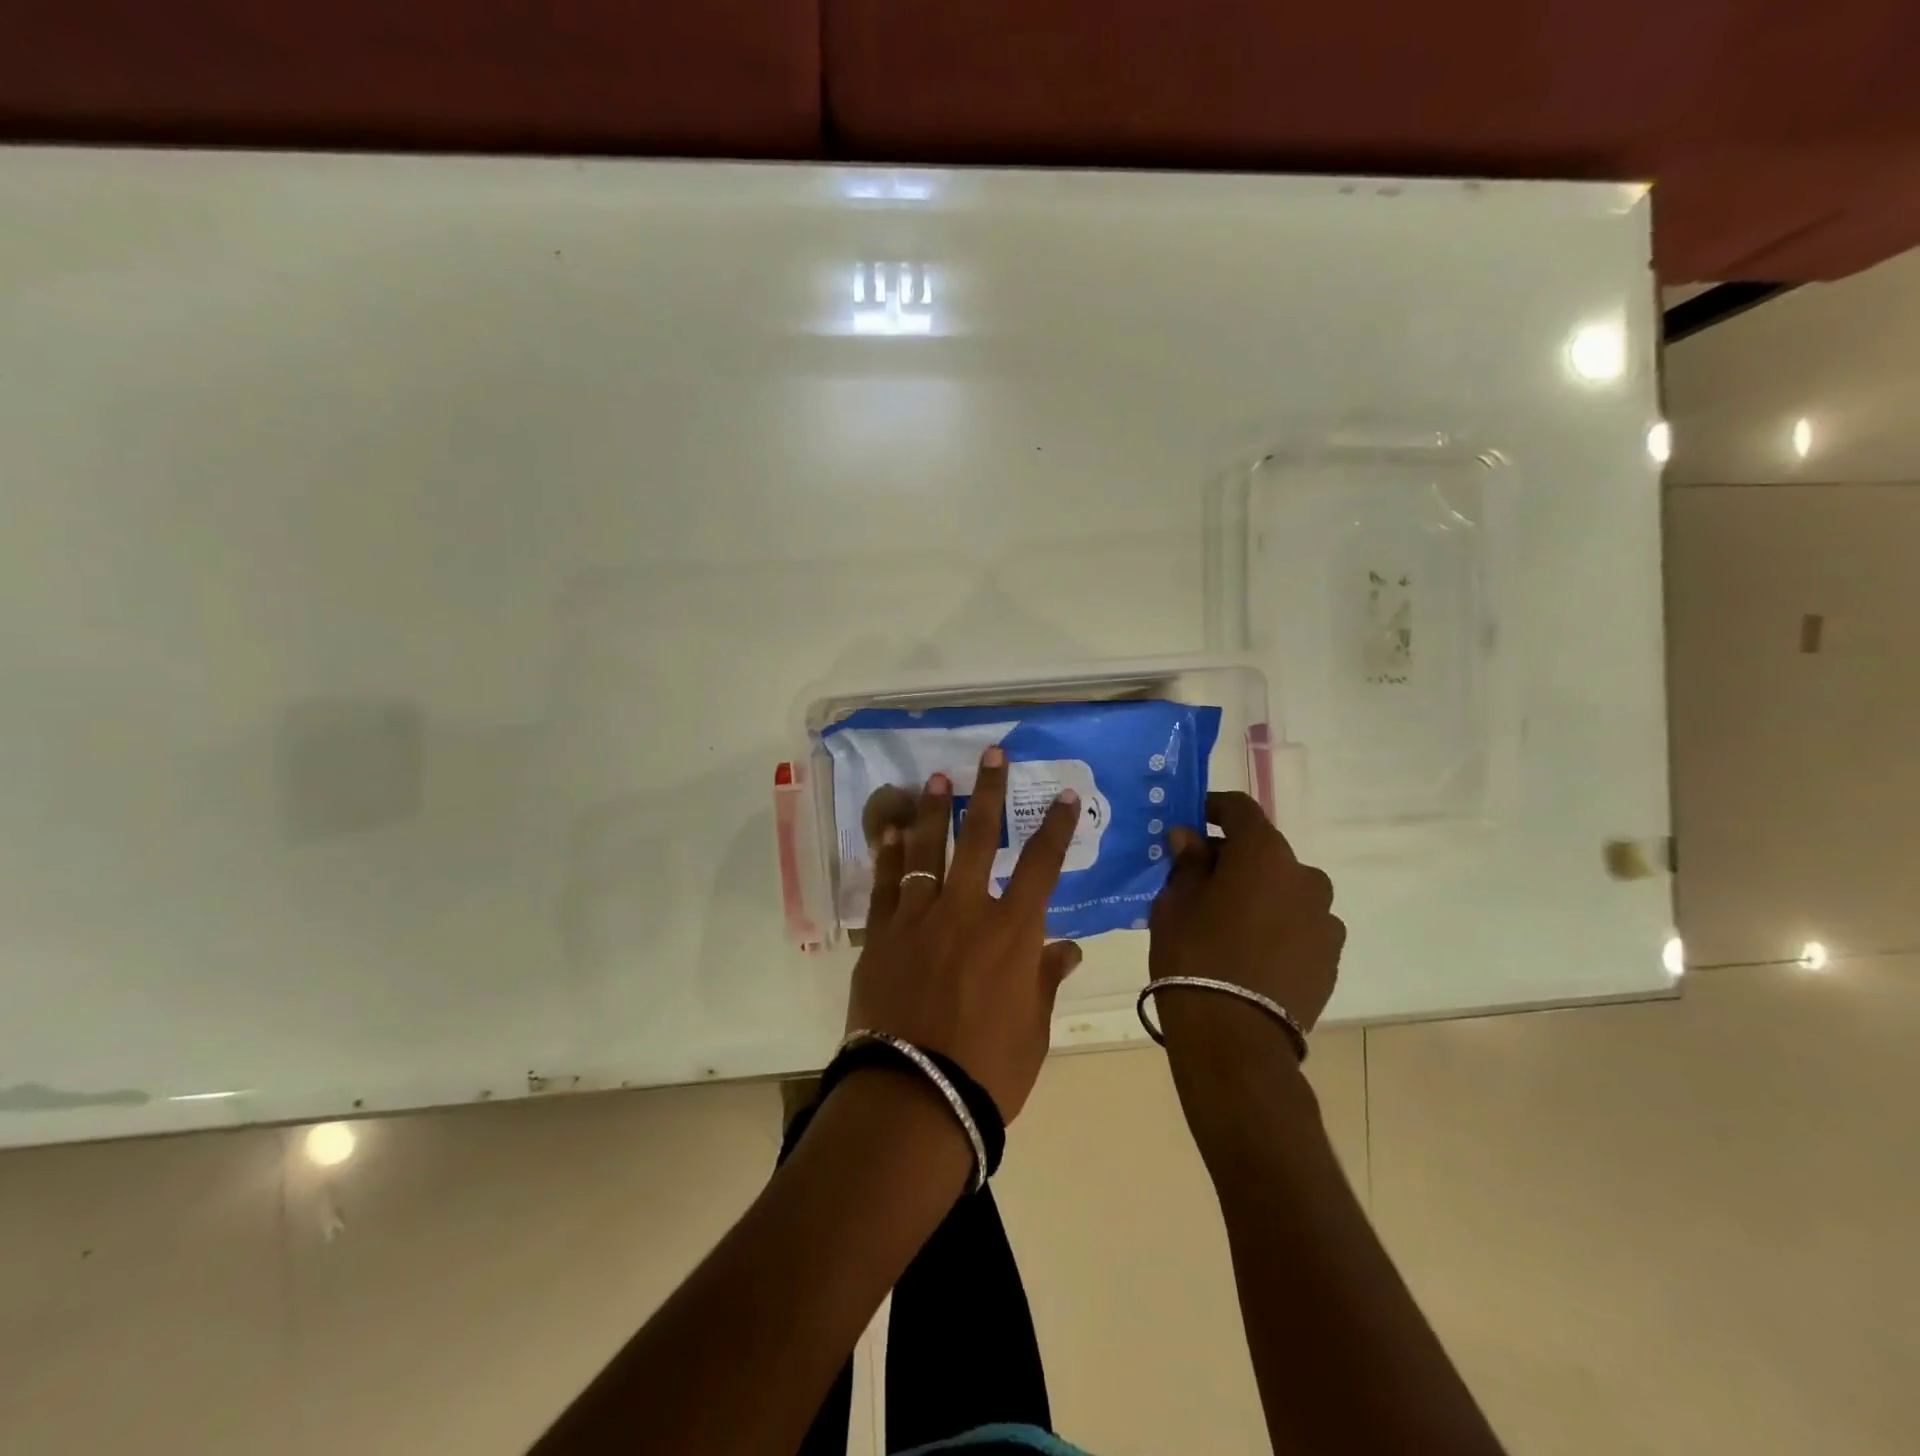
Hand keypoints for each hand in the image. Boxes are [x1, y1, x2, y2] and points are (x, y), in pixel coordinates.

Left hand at [845, 746, 1082, 1121]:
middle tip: (991, 753)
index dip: (1056, 826)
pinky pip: (887, 882)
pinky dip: (890, 853)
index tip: (1065, 795)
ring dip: (935, 810)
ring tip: (936, 777)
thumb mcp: (1033, 1028)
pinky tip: (891, 830)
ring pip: (928, 848)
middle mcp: (967, 909)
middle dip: (989, 791)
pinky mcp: (882, 933)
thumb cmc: (988, 1068)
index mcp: (1013, 931)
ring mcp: (920, 916)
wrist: (915, 1096)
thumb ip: (1047, 978)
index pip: (1042, 864)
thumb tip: (1068, 947)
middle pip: (982, 837)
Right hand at [1148, 791, 1344, 1058]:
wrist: (1235, 1037)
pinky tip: (1251, 951)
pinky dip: (1277, 925)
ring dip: (1260, 893)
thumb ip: (1187, 863)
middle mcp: (1305, 876)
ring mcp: (1324, 919)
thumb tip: (1190, 838)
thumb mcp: (1174, 903)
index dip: (1213, 808)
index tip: (1192, 820)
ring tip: (1228, 922)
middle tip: (1199, 879)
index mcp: (1264, 854)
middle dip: (1233, 858)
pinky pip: (1299, 924)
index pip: (1241, 810)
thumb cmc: (1194, 956)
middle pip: (1265, 852)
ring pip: (1285, 890)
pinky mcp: (1330, 957)